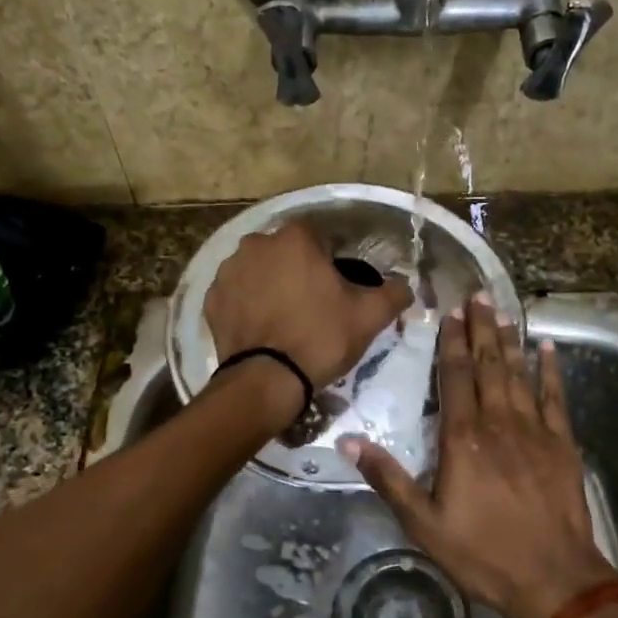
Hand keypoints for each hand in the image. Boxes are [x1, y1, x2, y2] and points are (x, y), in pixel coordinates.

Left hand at [204, 222, 411, 390]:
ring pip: (258, 270)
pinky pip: (236, 294)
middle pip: (285, 252)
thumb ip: (393, 293)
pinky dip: (247, 305)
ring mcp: (228, 271)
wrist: (267, 380)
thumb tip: (406, 286)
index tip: (336, 287)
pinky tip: (261, 328)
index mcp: (295, 239)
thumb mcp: (370, 316)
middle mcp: (256, 244)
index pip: (318, 237)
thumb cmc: (321, 338)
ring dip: (270, 285)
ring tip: (284, 318)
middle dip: (297, 270)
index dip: (330, 261)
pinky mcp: (211, 299)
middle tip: (312, 304)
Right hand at [341, 296, 617, 617]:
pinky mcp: (563, 444)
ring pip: (519, 374)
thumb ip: (387, 478)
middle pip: (489, 366)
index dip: (452, 343)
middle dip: (481, 329)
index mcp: (463, 439)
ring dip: (509, 341)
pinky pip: (555, 398)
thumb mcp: (423, 524)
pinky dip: (551, 371)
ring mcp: (535, 431)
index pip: (456, 378)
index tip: (450, 313)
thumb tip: (347, 440)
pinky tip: (547, 348)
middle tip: (477, 295)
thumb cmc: (483, 553)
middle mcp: (499, 423)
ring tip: (502, 311)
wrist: (554, 579)